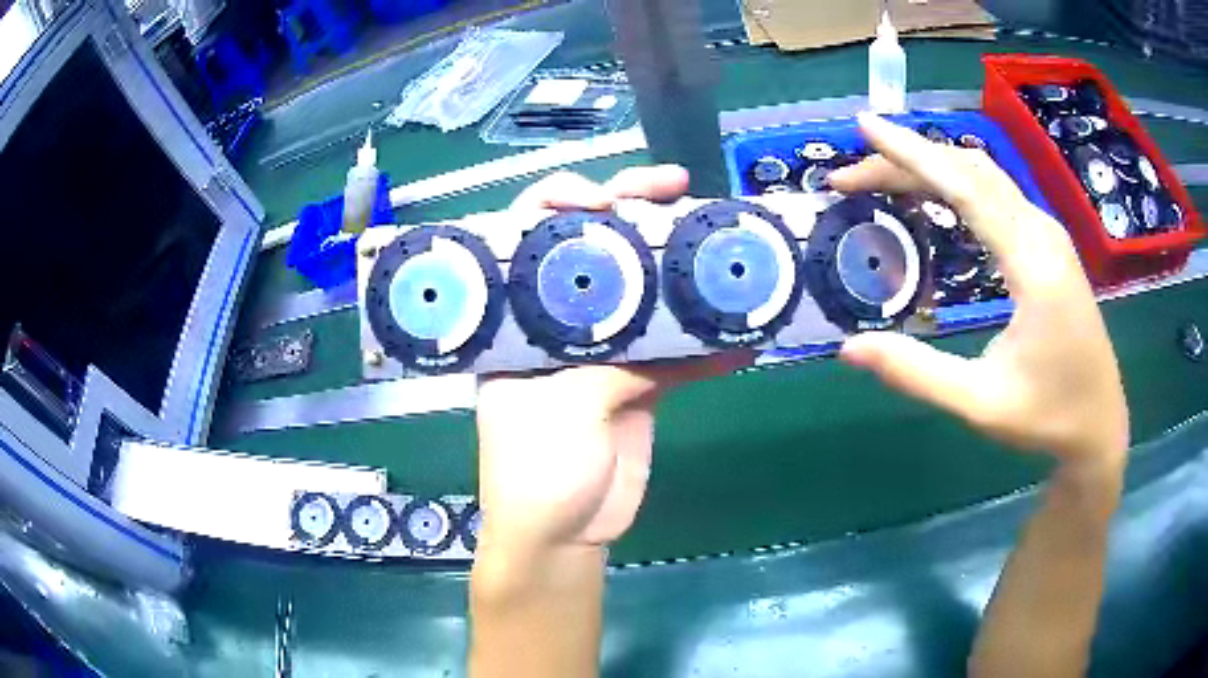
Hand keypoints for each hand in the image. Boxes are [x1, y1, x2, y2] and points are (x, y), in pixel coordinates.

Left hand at [476, 167, 751, 554]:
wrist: (564, 535)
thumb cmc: (534, 474)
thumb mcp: (559, 411)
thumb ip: (608, 365)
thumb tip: (672, 337)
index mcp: (514, 320)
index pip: (525, 241)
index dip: (558, 206)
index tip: (602, 201)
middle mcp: (556, 324)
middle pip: (591, 251)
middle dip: (630, 209)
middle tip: (673, 185)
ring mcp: (602, 352)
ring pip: (642, 293)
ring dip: (678, 265)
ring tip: (716, 234)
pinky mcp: (639, 385)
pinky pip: (677, 354)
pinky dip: (709, 346)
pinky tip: (742, 331)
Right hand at [828, 113, 1127, 472]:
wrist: (1100, 424)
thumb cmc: (1048, 417)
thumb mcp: (981, 404)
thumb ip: (918, 373)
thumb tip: (849, 349)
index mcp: (1032, 263)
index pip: (965, 187)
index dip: (911, 154)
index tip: (864, 127)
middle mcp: (1042, 231)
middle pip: (968, 171)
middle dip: (907, 162)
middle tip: (850, 177)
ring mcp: (1048, 233)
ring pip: (983, 176)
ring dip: (930, 168)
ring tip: (881, 178)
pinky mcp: (1048, 243)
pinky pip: (996, 194)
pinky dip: (955, 183)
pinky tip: (933, 195)